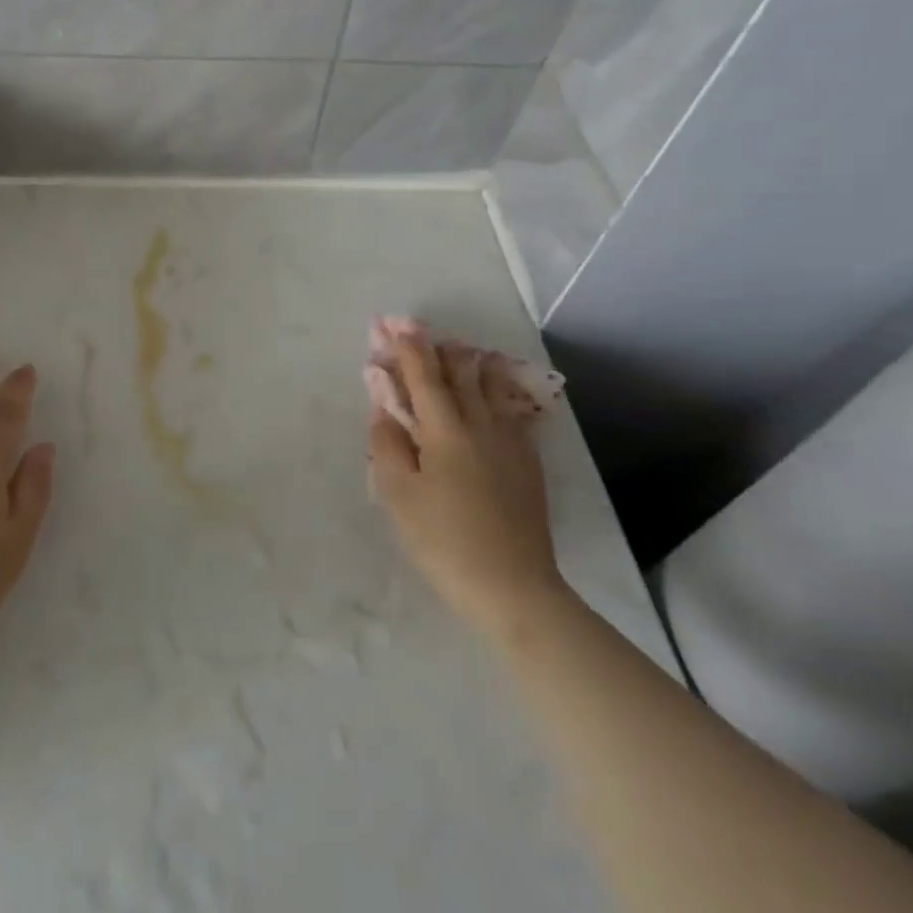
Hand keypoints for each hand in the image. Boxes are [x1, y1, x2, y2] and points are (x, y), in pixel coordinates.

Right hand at [368, 331, 566, 634]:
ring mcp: (511, 442)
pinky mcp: (528, 462)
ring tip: (463, 351)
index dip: (409, 348)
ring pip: (493, 387)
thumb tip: (384, 408)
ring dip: (473, 364)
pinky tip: (499, 392)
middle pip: (462, 373)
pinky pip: (514, 411)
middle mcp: (481, 424)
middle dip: (440, 348)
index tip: (395, 324)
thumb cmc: (444, 540)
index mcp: (445, 430)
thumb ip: (387, 444)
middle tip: (423, 333)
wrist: (514, 588)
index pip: (425, 376)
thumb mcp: (398, 495)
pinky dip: (500, 391)